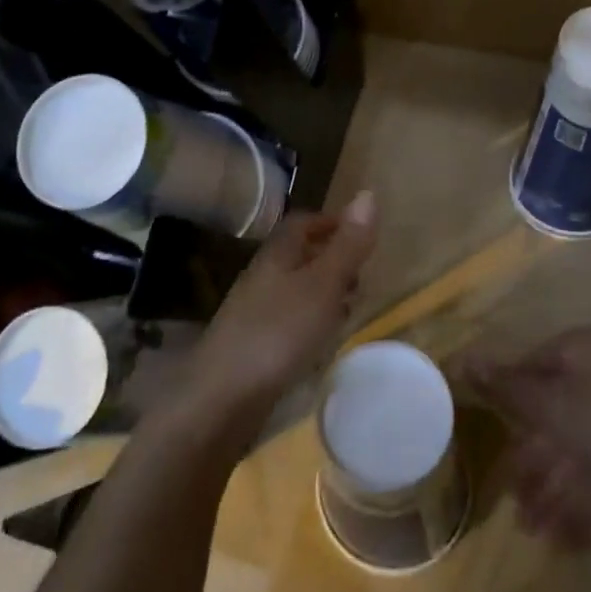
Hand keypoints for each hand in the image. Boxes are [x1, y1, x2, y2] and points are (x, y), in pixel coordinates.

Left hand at [182, 191, 378, 428]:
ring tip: (350, 306)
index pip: (302, 223)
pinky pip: (288, 320)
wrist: (222, 397)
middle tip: (362, 272)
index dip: (331, 222)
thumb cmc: (279, 332)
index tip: (360, 233)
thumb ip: (347, 244)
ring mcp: (254, 312)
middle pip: (298, 255)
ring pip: (295, 289)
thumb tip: (368, 194)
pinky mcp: (253, 345)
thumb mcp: (324, 284)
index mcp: (278, 255)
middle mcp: (263, 277)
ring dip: (323, 291)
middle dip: (331, 258)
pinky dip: (311, 320)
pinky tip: (322, 341)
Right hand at [461, 327, 590, 545]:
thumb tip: (462, 357)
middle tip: (510, 498)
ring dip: (548, 489)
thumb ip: (505, 386)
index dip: (504, 401)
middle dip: (526, 460)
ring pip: (569, 449)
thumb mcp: (549, 405)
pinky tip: (561, 537)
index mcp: (576, 353)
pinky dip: (576, 503)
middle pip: (547, 413)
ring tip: (532, 529)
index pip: (526, 368)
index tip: (483, 435)